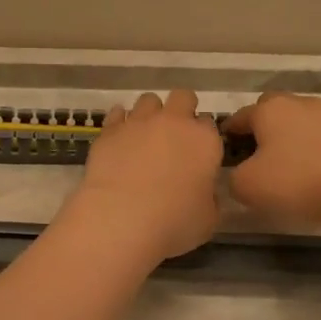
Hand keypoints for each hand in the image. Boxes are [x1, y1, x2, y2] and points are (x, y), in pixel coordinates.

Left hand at [67, 90, 223, 262]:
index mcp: (205, 140)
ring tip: (145, 135)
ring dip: (151, 113)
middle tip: (176, 135)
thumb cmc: (173, 222)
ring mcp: (139, 122)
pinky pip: (118, 113)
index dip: (204, 137)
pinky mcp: (110, 130)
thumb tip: (204, 192)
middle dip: (182, 109)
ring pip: (149, 100)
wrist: (121, 218)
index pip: (210, 125)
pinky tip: (121, 137)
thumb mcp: (208, 218)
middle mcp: (174, 122)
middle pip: (183, 97)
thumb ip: (209, 198)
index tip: (198, 153)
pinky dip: (121, 121)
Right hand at [222, 93, 320, 226]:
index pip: (239, 117)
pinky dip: (313, 146)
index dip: (229, 135)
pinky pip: (320, 135)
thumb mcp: (247, 186)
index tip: (226, 152)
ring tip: (287, 162)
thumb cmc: (295, 181)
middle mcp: (297, 102)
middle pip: (271, 110)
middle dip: (262, 127)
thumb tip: (239, 173)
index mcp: (268, 110)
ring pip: (299, 120)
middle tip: (257, 154)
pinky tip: (313, 168)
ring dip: (290, 136)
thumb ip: (232, 177)